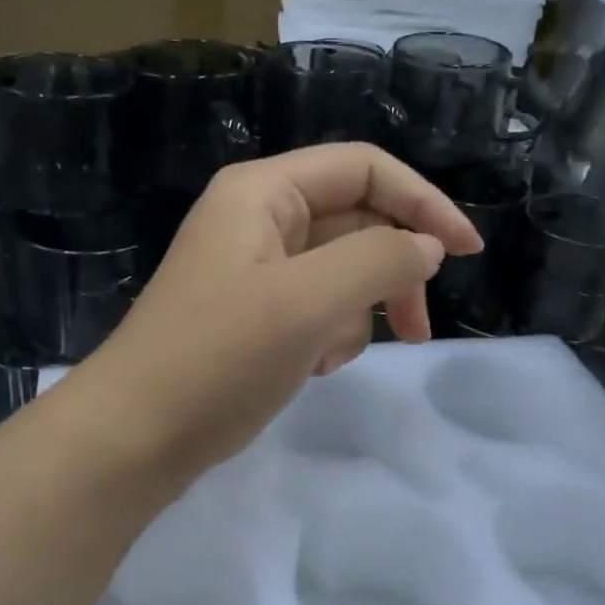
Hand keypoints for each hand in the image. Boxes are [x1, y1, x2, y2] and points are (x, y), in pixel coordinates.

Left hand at [77, 144, 482, 472]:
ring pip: (342, 271)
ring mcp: (255, 269)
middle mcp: (259, 219)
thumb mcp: (308, 301)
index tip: (467, 253)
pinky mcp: (254, 315)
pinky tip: (312, 367)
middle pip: (358, 221)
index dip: (424, 202)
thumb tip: (426, 247)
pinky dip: (330, 334)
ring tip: (329, 355)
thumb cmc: (219, 358)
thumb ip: (379, 259)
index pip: (366, 168)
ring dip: (356, 313)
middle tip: (416, 330)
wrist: (137, 436)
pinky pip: (317, 308)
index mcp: (264, 193)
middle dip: (391, 272)